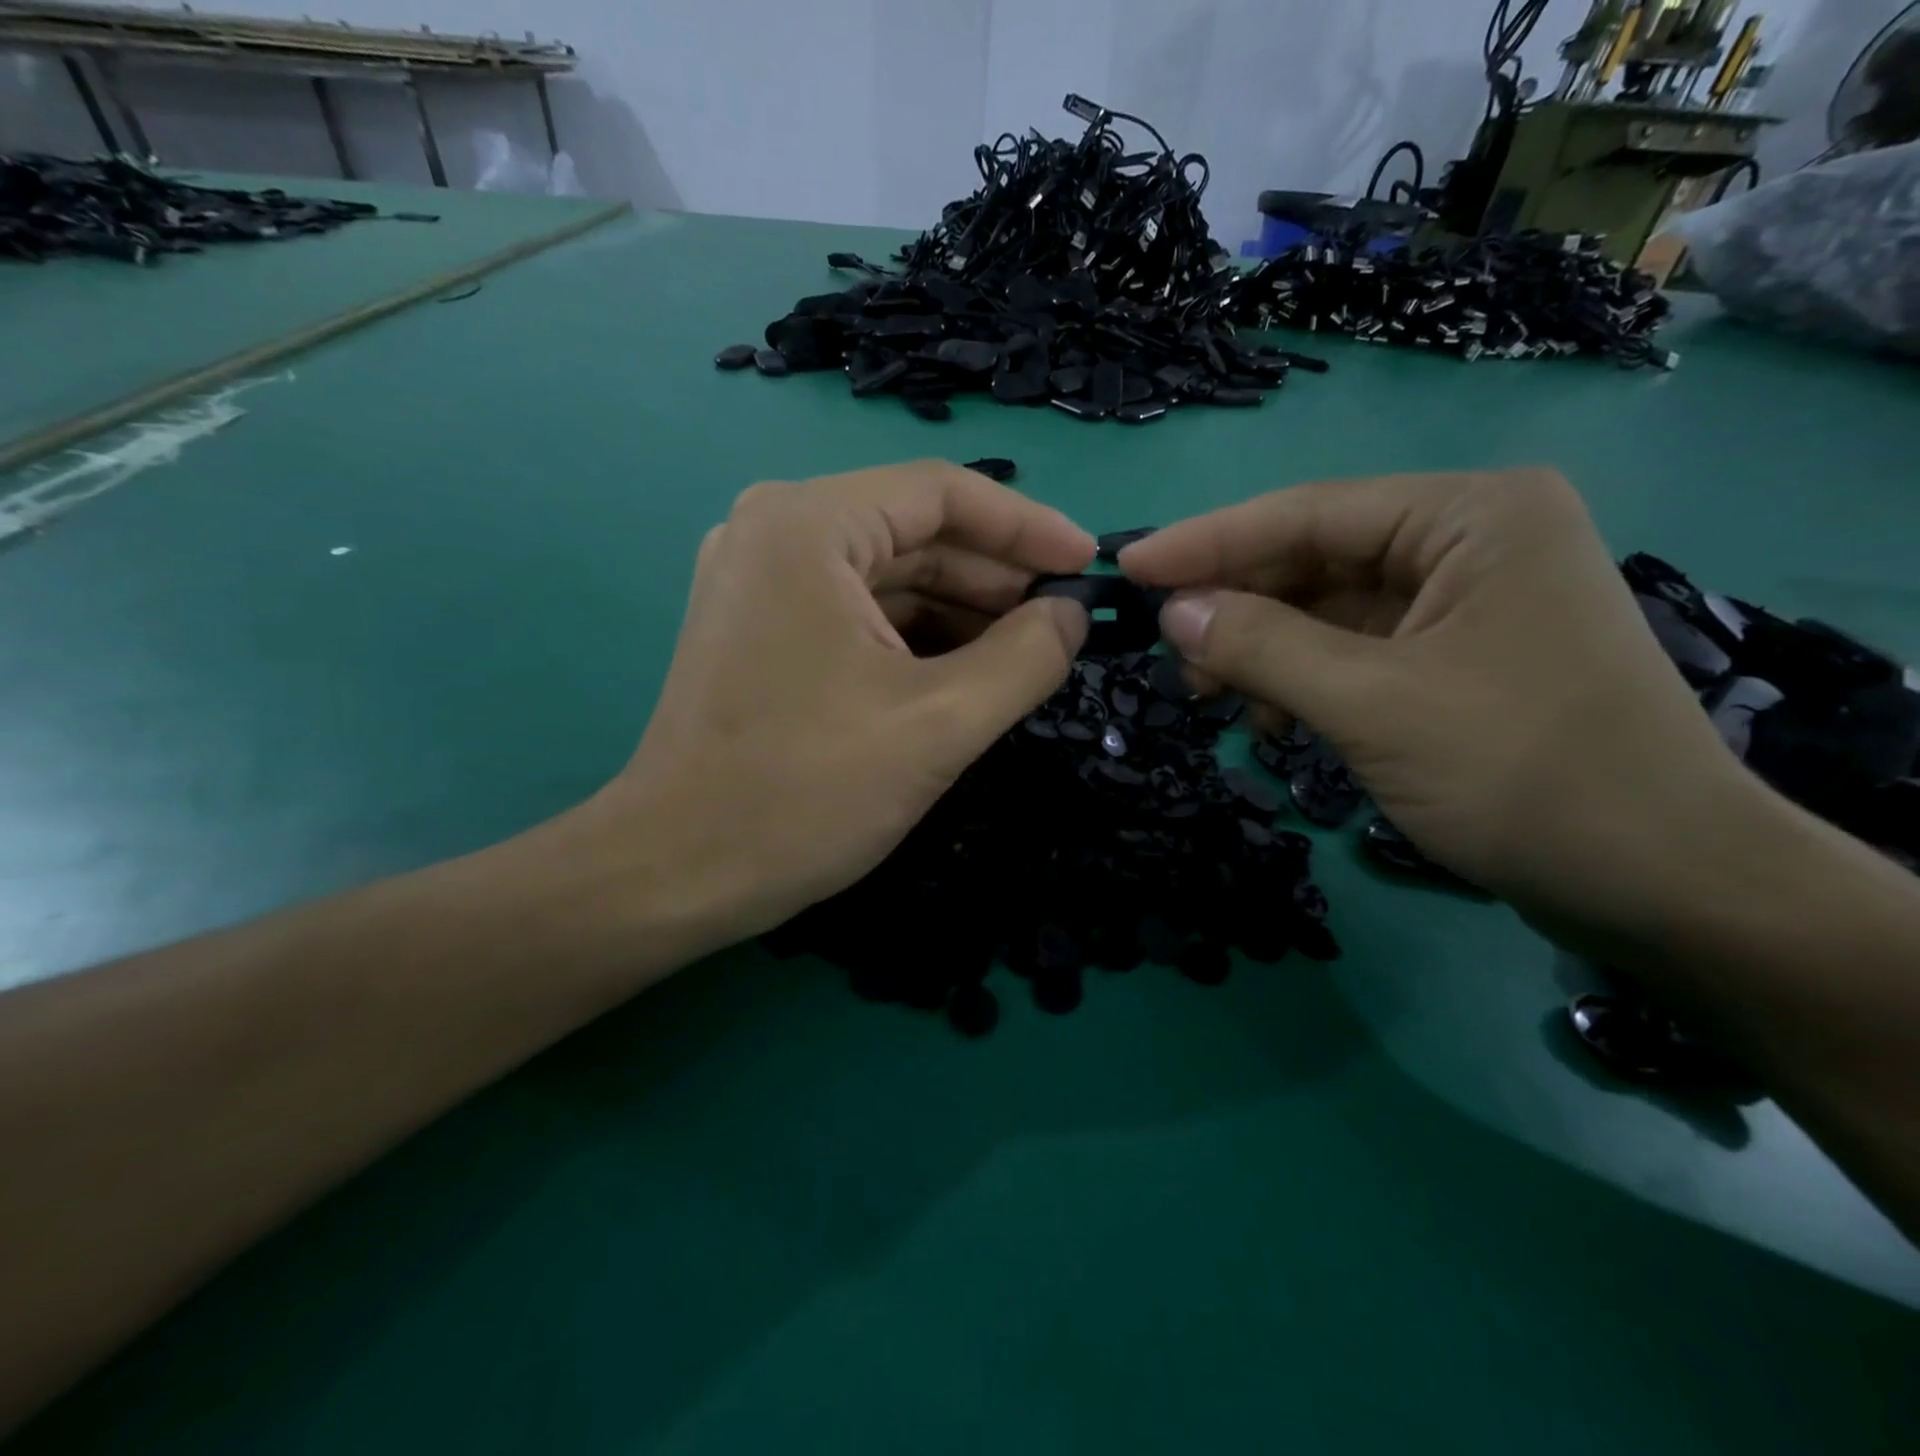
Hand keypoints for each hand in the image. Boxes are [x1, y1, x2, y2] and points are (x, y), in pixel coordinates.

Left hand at [593, 461, 1092, 946]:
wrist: (677, 873)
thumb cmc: (806, 793)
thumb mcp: (940, 723)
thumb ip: (1026, 657)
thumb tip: (1072, 615)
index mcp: (808, 526)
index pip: (942, 493)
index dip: (1027, 527)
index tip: (1088, 566)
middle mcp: (773, 531)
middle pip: (913, 531)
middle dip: (994, 577)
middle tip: (1064, 621)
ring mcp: (758, 581)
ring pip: (886, 575)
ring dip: (960, 611)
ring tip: (1026, 652)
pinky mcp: (757, 628)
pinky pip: (855, 611)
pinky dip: (915, 636)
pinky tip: (964, 672)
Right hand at [1120, 468, 1752, 936]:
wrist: (1660, 886)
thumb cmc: (1522, 773)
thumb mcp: (1371, 703)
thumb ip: (1260, 646)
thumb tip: (1172, 612)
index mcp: (1471, 516)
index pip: (1307, 513)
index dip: (1207, 541)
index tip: (1129, 566)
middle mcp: (1469, 541)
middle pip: (1313, 559)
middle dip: (1235, 606)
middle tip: (1164, 650)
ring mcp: (1462, 602)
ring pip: (1324, 609)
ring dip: (1260, 650)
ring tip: (1208, 695)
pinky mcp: (1453, 658)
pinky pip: (1350, 650)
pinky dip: (1298, 679)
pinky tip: (1268, 717)